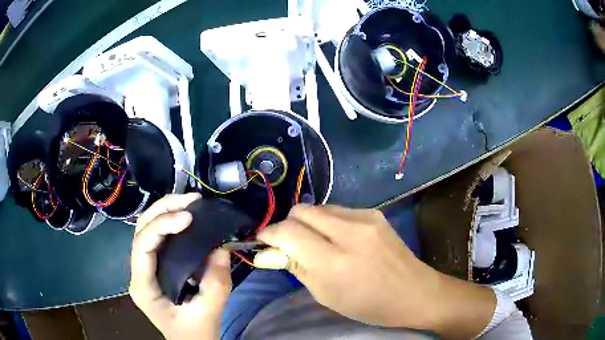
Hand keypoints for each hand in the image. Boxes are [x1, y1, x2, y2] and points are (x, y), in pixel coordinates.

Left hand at [129, 193, 231, 339]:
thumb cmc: (194, 332)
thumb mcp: (209, 314)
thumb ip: (216, 285)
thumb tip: (220, 249)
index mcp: (143, 287)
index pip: (142, 246)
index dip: (162, 226)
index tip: (189, 217)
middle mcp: (138, 272)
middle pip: (141, 229)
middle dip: (164, 210)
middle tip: (192, 200)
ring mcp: (145, 268)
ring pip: (147, 228)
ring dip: (166, 211)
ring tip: (191, 202)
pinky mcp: (155, 266)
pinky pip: (158, 238)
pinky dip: (171, 222)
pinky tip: (187, 217)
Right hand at [256, 205, 495, 338]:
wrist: (415, 292)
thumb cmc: (369, 305)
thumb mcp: (325, 295)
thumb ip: (296, 267)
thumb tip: (270, 251)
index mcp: (335, 261)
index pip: (289, 232)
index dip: (270, 234)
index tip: (264, 241)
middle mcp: (350, 232)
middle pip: (301, 210)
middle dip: (288, 225)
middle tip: (289, 243)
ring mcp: (366, 218)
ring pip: (319, 207)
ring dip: (308, 222)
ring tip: (315, 242)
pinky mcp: (375, 213)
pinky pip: (339, 210)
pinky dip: (328, 222)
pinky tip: (337, 239)